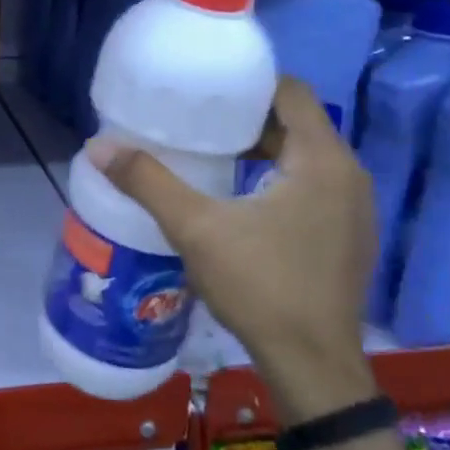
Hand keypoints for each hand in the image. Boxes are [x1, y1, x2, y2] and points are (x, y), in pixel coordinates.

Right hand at [88, 77, 379, 422]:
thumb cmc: (261, 286)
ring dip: (260, 148)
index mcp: (322, 161)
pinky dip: (276, 177)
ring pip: (303, 157)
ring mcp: (352, 209)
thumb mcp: (195, 228)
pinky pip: (310, 185)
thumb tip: (97, 147)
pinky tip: (237, 196)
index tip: (206, 88)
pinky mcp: (346, 236)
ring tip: (207, 152)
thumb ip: (147, 182)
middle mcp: (348, 175)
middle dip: (246, 116)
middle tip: (194, 118)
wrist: (313, 366)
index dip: (248, 83)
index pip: (290, 92)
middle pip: (296, 123)